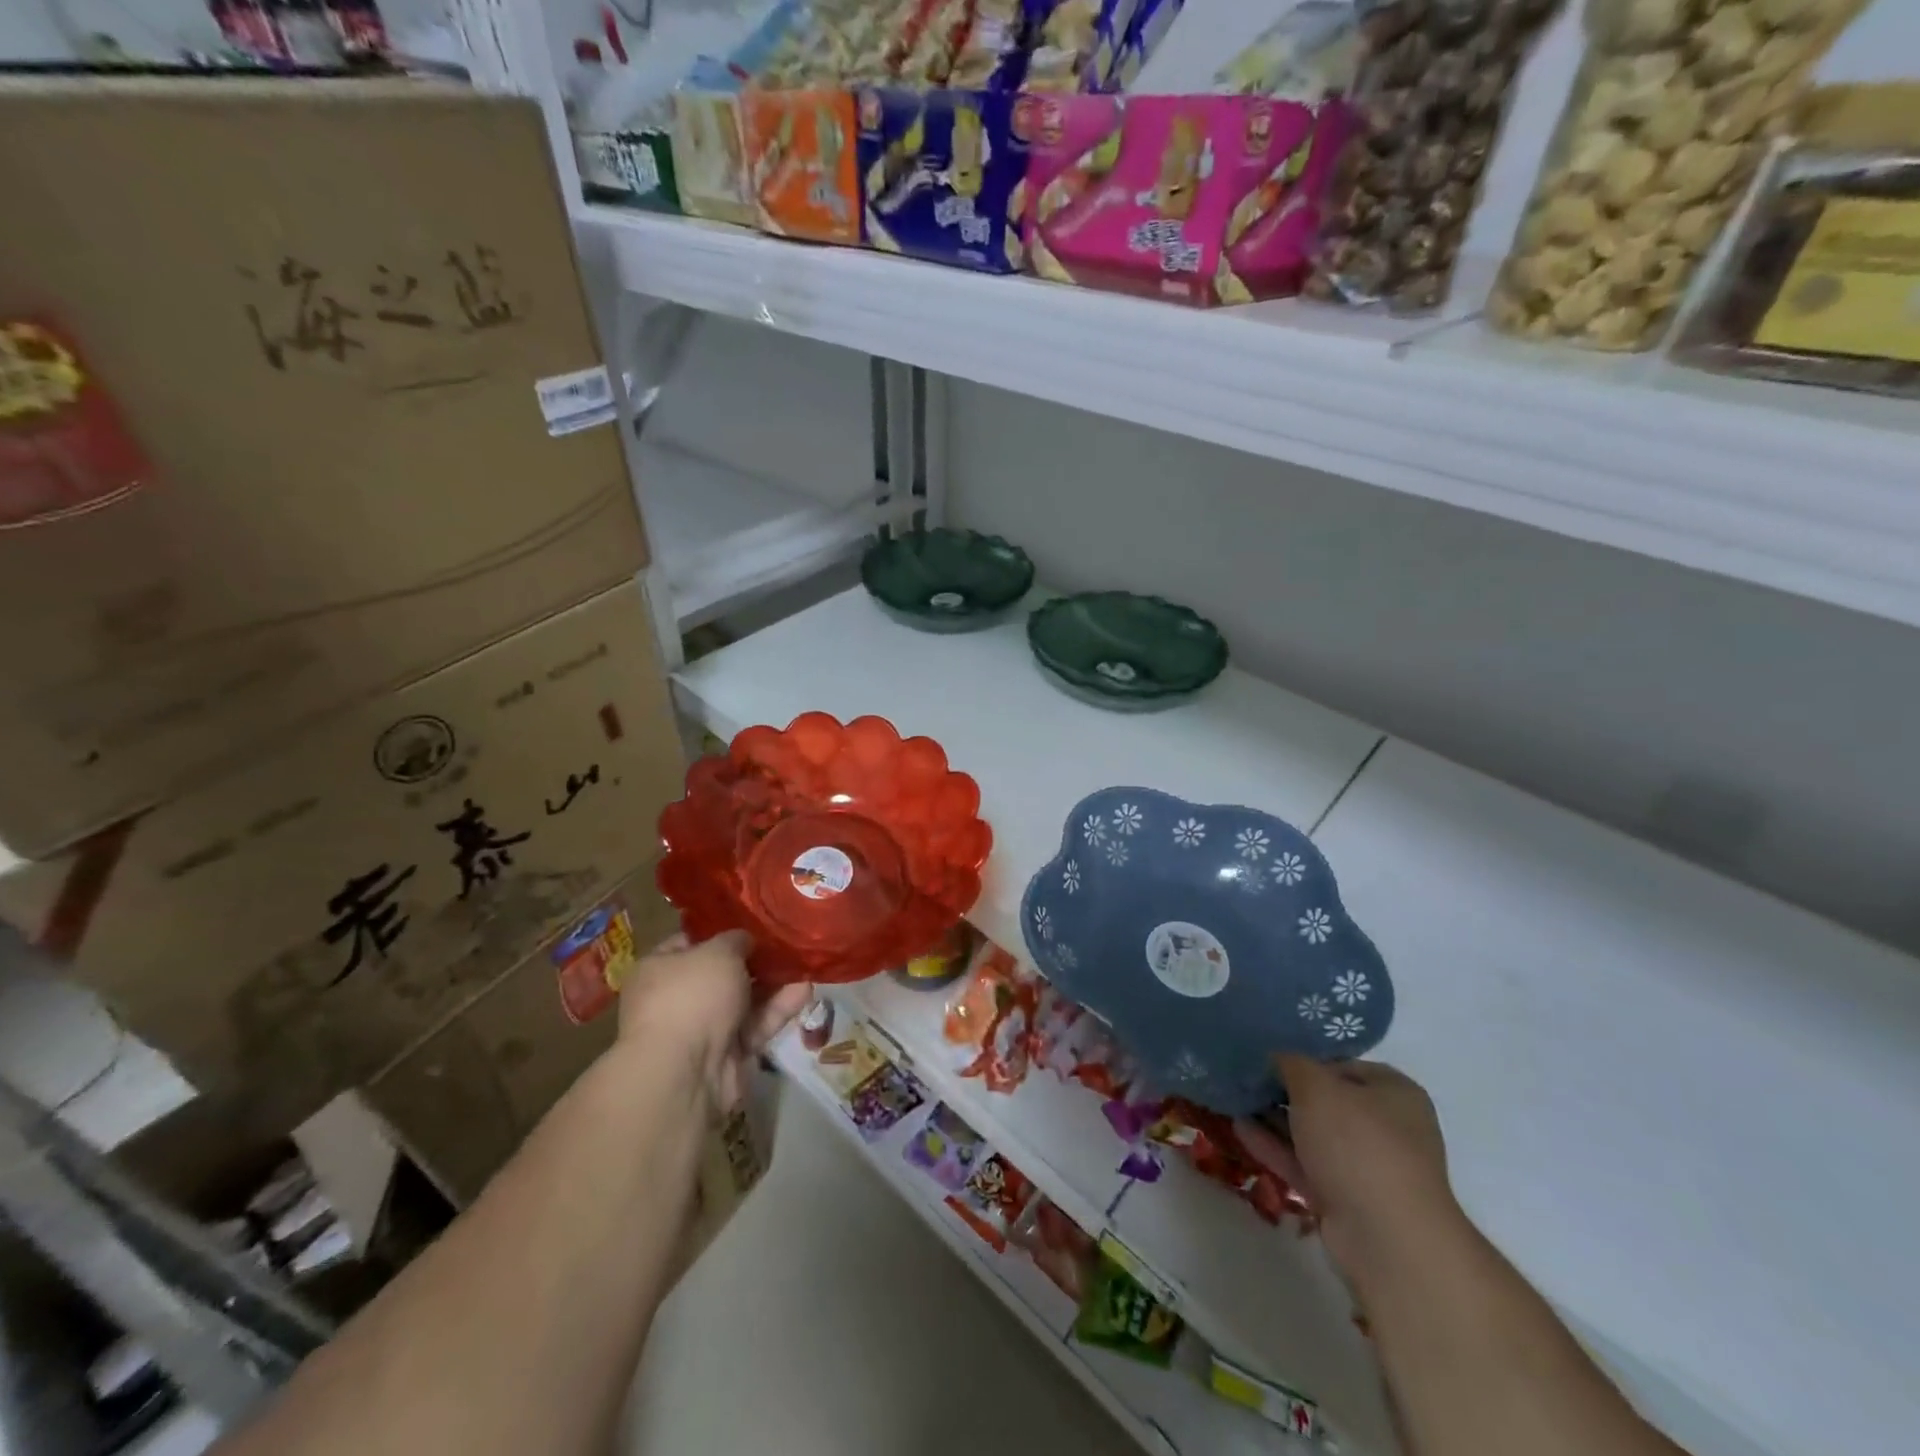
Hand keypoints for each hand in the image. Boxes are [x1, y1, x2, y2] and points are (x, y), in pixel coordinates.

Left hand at [616, 930, 811, 1114]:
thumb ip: (736, 940)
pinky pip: (755, 1026)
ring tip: (805, 964)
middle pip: (721, 974)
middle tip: (786, 943)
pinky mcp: (727, 1055)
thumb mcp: (718, 952)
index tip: (753, 923)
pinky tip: (805, 990)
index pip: (690, 943)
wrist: (686, 1073)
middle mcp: (677, 999)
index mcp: (659, 969)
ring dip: (773, 984)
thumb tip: (744, 941)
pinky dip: (778, 1010)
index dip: (721, 932)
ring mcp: (702, 1029)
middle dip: (754, 961)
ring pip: (743, 1000)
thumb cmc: (692, 996)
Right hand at [1238, 1056, 1462, 1291]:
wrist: (1386, 1239)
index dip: (1304, 1058)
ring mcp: (1366, 1167)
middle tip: (1243, 1076)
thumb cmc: (1358, 1144)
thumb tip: (1276, 1057)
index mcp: (1394, 1093)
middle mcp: (1386, 1128)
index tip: (1266, 1055)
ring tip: (1232, 1099)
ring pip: (1312, 1134)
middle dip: (1284, 1091)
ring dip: (1274, 1119)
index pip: (1341, 1064)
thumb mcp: (1317, 1087)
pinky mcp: (1345, 1199)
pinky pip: (1304, 1164)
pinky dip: (1275, 1147)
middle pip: (1326, 1100)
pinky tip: (1239, 1128)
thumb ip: (1291, 1063)